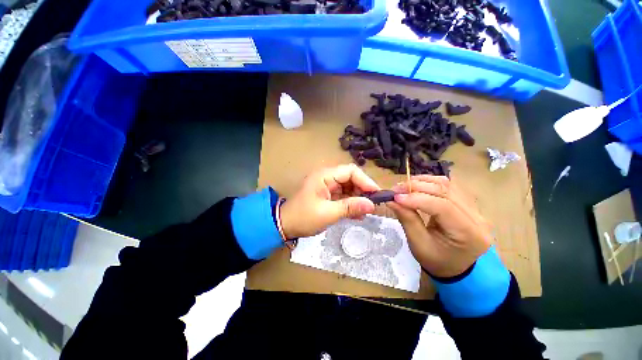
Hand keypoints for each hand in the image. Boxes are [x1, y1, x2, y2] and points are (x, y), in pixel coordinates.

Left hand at [280, 164, 380, 238]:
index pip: (350, 171)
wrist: (285, 225)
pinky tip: (358, 215)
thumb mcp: (328, 213)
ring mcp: (327, 186)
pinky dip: (351, 204)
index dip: (365, 181)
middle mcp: (327, 177)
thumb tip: (372, 205)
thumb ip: (350, 207)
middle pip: (351, 179)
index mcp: (325, 176)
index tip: (376, 194)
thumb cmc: (304, 217)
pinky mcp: (328, 195)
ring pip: (349, 188)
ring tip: (366, 211)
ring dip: (358, 198)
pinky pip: (343, 196)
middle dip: (363, 191)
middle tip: (373, 205)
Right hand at [387, 175, 493, 277]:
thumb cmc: (436, 261)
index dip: (417, 198)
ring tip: (404, 186)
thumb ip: (407, 219)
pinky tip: (416, 186)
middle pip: (445, 191)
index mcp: (469, 234)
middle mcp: (477, 217)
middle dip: (416, 187)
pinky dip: (429, 183)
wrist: (454, 267)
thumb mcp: (418, 244)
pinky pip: (448, 186)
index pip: (443, 206)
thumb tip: (391, 200)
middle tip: (395, 189)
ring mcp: (475, 208)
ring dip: (422, 182)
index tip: (395, 197)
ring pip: (447, 184)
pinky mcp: (467, 203)